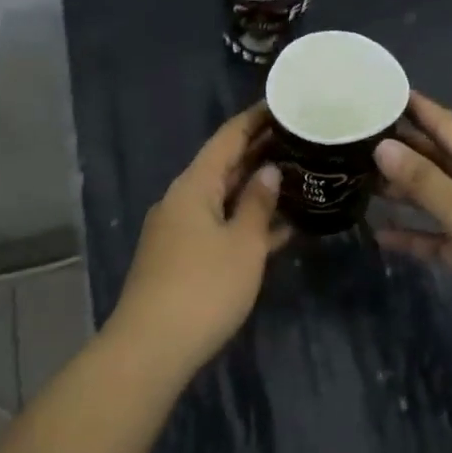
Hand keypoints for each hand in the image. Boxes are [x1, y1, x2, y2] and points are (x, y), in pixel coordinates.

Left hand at [109, 105, 287, 366]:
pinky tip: (278, 227)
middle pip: (223, 166)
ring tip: (297, 176)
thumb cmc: (204, 288)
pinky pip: (219, 227)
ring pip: (223, 199)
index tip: (282, 104)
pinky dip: (245, 222)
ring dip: (255, 189)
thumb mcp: (242, 244)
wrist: (152, 348)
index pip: (227, 139)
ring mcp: (179, 231)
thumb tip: (268, 171)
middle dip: (259, 152)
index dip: (254, 120)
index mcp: (193, 186)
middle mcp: (182, 200)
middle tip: (300, 139)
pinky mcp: (182, 259)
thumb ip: (257, 204)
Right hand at [375, 91, 451, 364]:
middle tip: (357, 136)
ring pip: (435, 198)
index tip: (383, 93)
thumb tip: (382, 148)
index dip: (418, 110)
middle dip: (403, 150)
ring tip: (359, 177)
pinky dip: (413, 235)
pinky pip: (436, 237)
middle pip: (439, 161)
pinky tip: (380, 233)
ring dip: (404, 191)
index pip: (449, 127)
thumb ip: (425, 183)